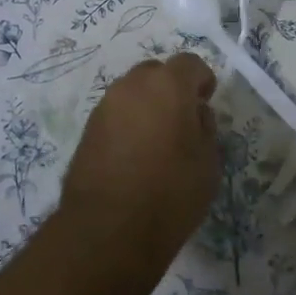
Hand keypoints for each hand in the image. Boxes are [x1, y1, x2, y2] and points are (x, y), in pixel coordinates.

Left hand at [59, 53, 219, 275]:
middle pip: (157, 73)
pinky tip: (134, 156)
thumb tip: (194, 114)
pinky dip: (127, 124)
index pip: (190, 64)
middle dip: (171, 90)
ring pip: (132, 92)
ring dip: (147, 106)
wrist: (108, 231)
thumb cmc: (170, 194)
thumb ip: (204, 128)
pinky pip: (115, 114)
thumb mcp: (208, 163)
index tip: (206, 104)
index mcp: (168, 85)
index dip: (202, 81)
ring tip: (156, 142)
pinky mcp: (87, 129)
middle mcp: (133, 85)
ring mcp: (105, 105)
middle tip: (181, 122)